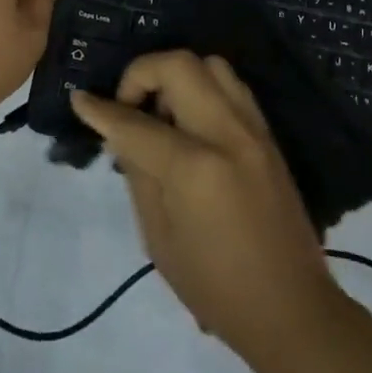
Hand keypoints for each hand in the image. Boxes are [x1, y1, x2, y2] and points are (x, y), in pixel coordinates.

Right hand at [70, 51, 349, 366]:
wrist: (291, 308)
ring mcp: (254, 129)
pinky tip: (190, 123)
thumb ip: (138, 172)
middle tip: (129, 107)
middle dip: (142, 74)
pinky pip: (231, 86)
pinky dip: (202, 88)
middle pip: (179, 65)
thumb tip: (120, 130)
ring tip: (162, 114)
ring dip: (176, 76)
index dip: (100, 110)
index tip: (79, 99)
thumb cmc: (215, 286)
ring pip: (210, 64)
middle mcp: (227, 133)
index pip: (136, 123)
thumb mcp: (158, 238)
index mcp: (195, 168)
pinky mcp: (268, 134)